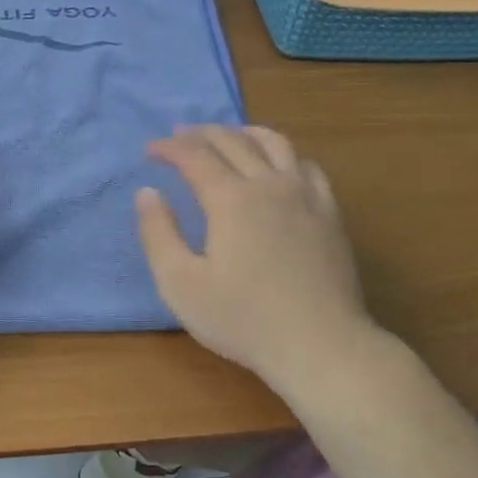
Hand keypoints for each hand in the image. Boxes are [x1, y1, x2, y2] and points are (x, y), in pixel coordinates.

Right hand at [137, 125, 379, 392]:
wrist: (319, 344)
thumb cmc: (242, 319)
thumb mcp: (181, 284)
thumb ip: (159, 234)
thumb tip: (148, 193)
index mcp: (230, 199)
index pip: (195, 156)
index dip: (170, 148)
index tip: (150, 152)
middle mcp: (269, 185)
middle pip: (233, 141)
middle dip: (201, 134)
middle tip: (179, 137)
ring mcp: (305, 196)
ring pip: (274, 143)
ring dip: (244, 132)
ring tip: (227, 136)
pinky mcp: (329, 214)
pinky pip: (306, 165)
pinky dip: (283, 153)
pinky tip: (278, 164)